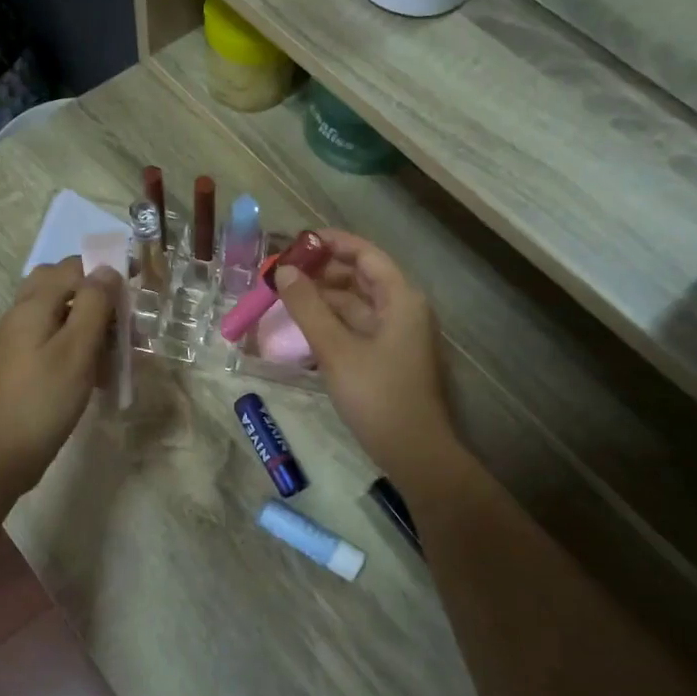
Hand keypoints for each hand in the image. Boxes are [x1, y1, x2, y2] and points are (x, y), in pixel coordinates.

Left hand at [0, 257, 121, 492]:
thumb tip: (107, 269)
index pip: (73, 267)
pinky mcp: (23, 364)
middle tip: (123, 317)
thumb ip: (94, 305)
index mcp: (33, 304)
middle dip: (96, 294)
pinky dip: (78, 344)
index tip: (138, 286)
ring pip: (59, 313)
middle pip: (62, 285)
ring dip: (90, 321)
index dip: (106, 271)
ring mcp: (19, 340)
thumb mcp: (77, 349)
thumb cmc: (44, 399)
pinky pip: (54, 339)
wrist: (2, 453)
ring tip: (118, 348)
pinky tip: (97, 370)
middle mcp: (22, 314)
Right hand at [271, 230, 459, 483]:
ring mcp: (396, 335)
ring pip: (356, 304)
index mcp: (400, 298)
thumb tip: (283, 271)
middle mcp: (402, 309)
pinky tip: (303, 326)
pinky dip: (331, 322)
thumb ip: (308, 308)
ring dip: (323, 298)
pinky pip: (356, 327)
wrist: (414, 452)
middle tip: (282, 272)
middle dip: (322, 271)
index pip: (365, 254)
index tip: (296, 243)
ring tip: (285, 297)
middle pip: (360, 277)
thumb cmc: (378, 395)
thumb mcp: (336, 350)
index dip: (331, 243)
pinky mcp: (387, 357)